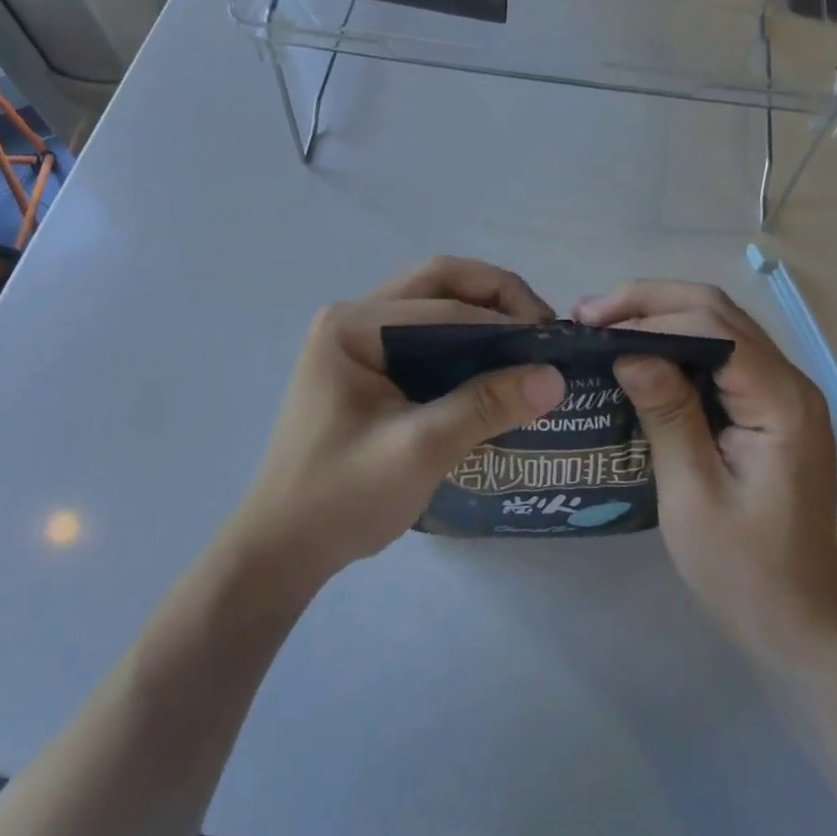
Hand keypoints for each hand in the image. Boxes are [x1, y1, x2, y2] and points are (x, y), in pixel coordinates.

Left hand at [224, 258, 565, 591]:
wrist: (282, 549)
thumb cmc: (340, 498)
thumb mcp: (418, 450)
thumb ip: (484, 407)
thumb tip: (555, 377)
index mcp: (353, 325)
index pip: (443, 304)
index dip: (504, 319)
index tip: (554, 344)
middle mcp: (353, 318)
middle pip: (438, 285)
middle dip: (496, 298)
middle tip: (543, 330)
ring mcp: (357, 341)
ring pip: (433, 308)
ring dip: (483, 318)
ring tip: (529, 346)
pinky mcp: (366, 369)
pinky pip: (424, 340)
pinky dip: (464, 346)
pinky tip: (495, 370)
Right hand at [575, 280, 836, 664]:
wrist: (797, 620)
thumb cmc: (742, 568)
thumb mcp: (692, 494)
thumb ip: (666, 414)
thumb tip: (627, 352)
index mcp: (781, 402)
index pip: (713, 328)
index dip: (650, 317)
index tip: (593, 328)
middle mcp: (789, 382)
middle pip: (718, 311)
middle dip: (650, 302)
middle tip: (589, 313)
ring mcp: (781, 392)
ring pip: (718, 325)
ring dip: (659, 315)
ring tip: (603, 323)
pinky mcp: (766, 406)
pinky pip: (719, 354)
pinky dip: (674, 342)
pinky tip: (637, 351)